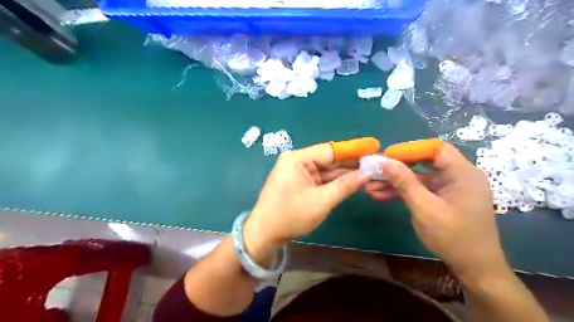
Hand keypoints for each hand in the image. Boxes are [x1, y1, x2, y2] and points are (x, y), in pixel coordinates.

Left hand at [242, 142, 372, 259]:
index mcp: (297, 159)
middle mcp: (296, 161)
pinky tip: (351, 181)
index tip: (374, 147)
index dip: (353, 150)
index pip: (330, 150)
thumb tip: (367, 173)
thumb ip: (345, 186)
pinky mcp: (298, 182)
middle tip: (375, 164)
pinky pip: (319, 178)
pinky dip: (334, 181)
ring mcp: (296, 171)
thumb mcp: (321, 201)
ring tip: (369, 173)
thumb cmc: (290, 216)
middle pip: (328, 159)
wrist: (264, 234)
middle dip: (350, 164)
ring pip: (325, 170)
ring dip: (344, 174)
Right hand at [367, 144, 505, 280]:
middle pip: (424, 162)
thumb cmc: (453, 238)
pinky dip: (404, 191)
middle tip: (374, 172)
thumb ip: (405, 182)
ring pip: (419, 176)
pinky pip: (421, 188)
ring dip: (396, 181)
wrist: (475, 268)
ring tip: (371, 186)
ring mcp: (450, 187)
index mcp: (462, 173)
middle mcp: (458, 175)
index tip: (386, 157)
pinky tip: (382, 195)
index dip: (409, 150)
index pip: (435, 149)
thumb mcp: (424, 208)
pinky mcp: (444, 198)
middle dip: (397, 167)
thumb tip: (385, 161)